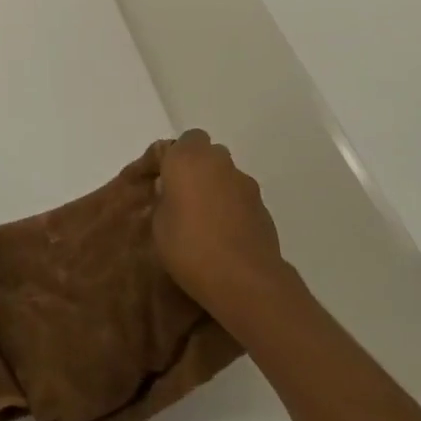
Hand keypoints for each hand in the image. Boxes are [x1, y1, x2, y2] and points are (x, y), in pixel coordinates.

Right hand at [154, 130, 287, 319]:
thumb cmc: (189, 247)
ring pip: (225, 174)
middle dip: (195, 169)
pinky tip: (225, 235)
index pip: (179, 142)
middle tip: (182, 197)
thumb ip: (163, 199)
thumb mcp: (159, 225)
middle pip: (206, 153)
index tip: (161, 181)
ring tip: (205, 220)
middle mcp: (218, 161)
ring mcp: (244, 182)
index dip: (171, 158)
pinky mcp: (262, 205)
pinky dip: (232, 207)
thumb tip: (170, 191)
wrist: (243, 279)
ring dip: (215, 188)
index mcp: (187, 159)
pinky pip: (240, 197)